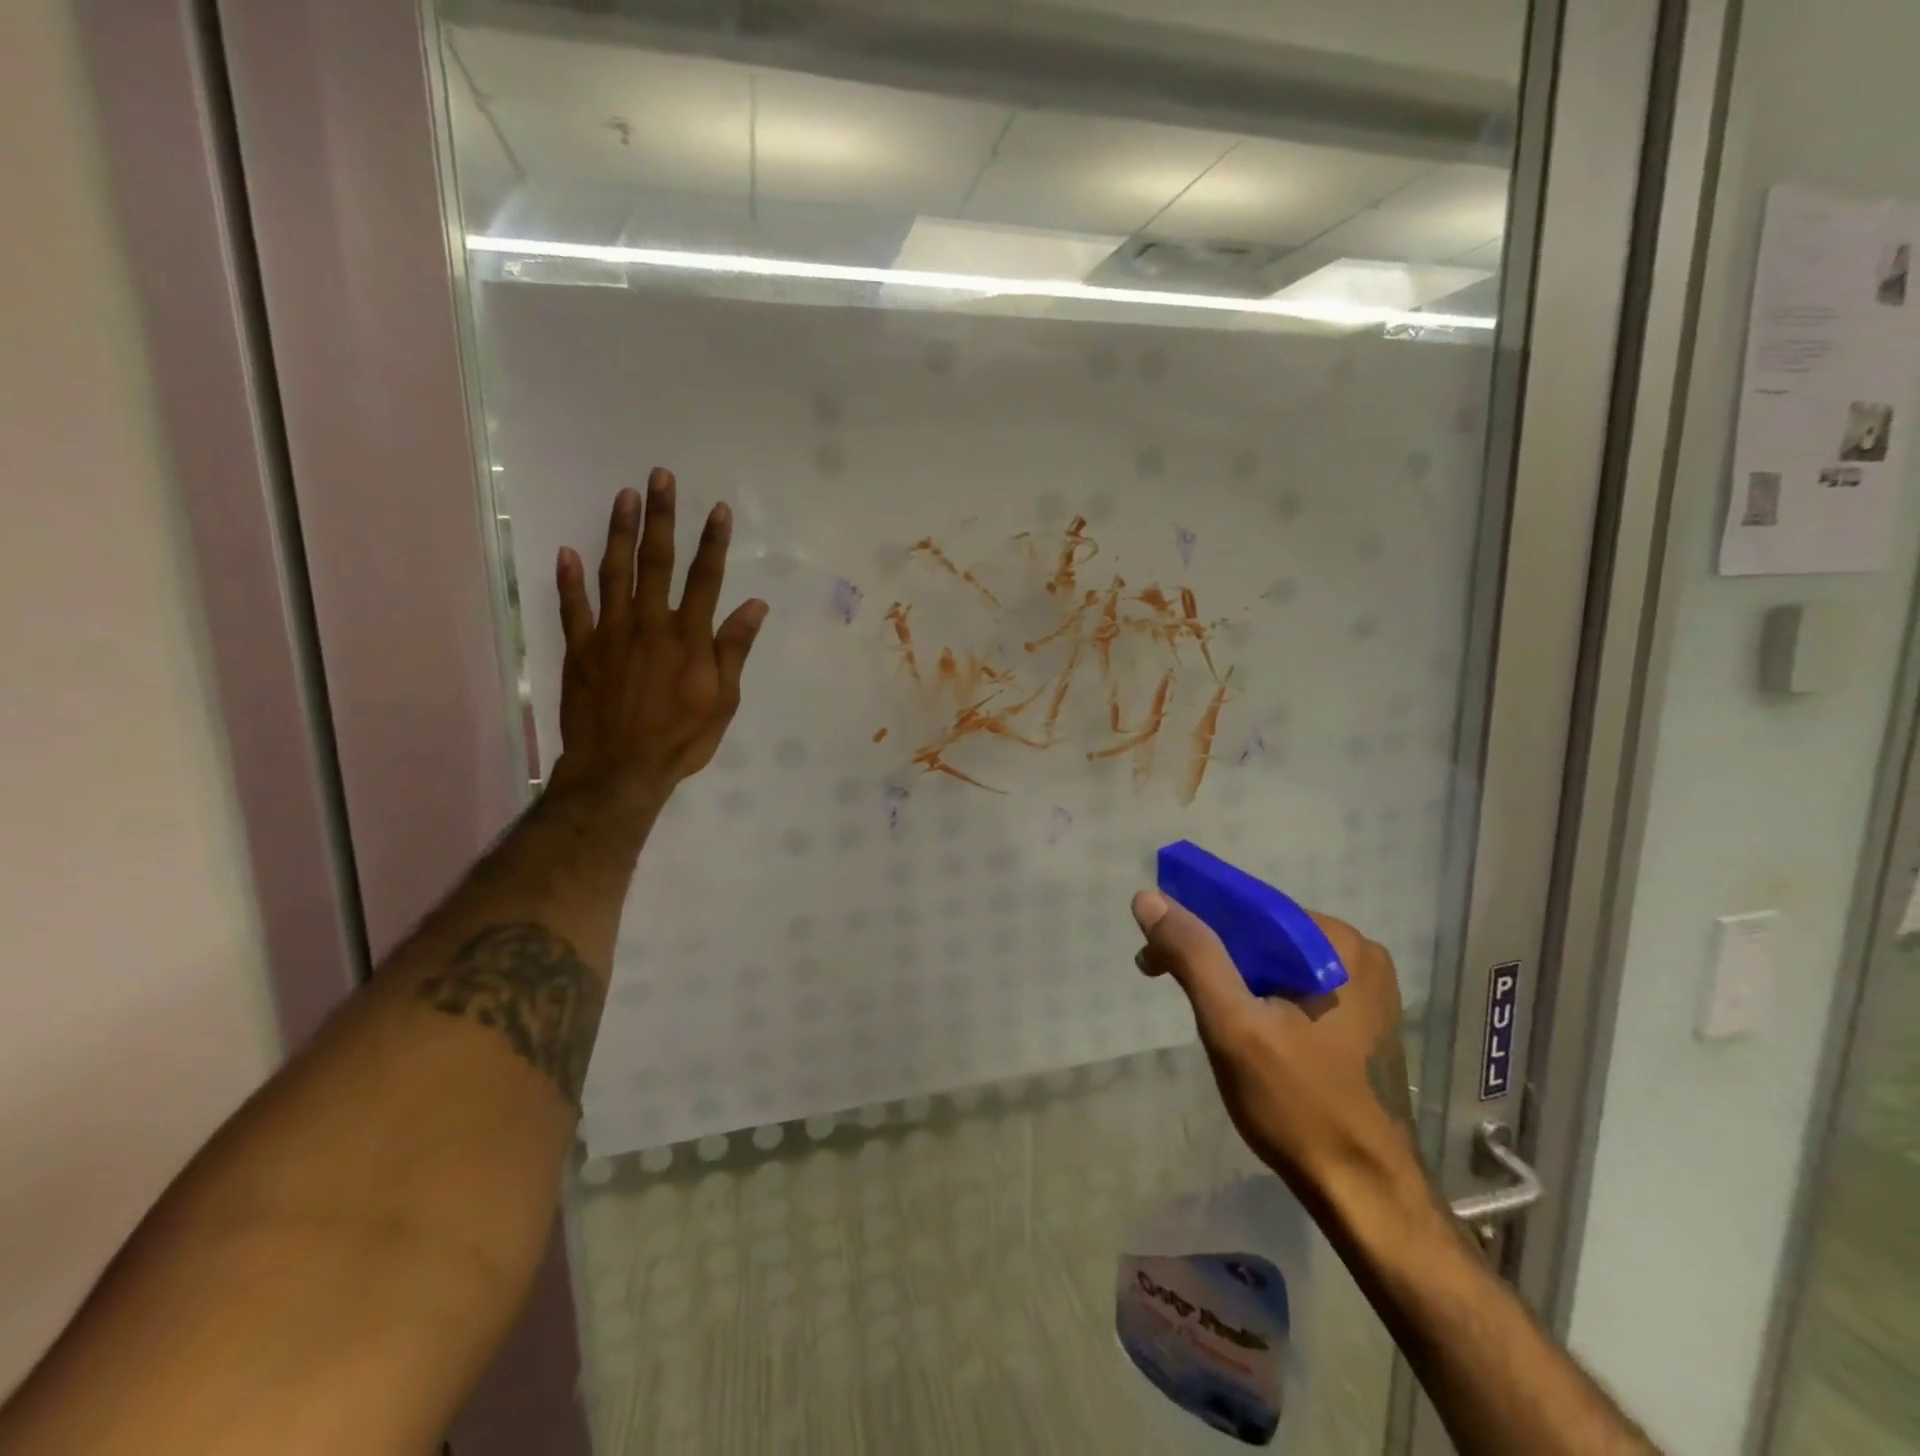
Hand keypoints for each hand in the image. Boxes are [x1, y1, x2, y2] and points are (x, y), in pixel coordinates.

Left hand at [550, 469, 767, 805]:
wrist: (621, 768)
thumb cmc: (681, 738)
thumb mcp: (723, 700)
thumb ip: (734, 649)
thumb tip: (755, 606)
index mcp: (688, 638)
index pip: (705, 579)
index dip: (713, 543)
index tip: (717, 510)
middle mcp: (649, 624)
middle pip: (656, 562)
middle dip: (661, 517)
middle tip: (660, 477)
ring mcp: (610, 634)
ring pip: (614, 573)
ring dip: (619, 532)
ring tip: (624, 496)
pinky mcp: (581, 650)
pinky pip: (573, 608)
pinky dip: (569, 579)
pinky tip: (568, 550)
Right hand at [1132, 891, 1421, 1200]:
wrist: (1366, 1197)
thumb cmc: (1298, 1105)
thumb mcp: (1233, 1025)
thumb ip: (1193, 954)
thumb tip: (1148, 897)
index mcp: (1338, 945)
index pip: (1250, 909)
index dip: (1194, 921)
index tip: (1154, 951)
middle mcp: (1359, 955)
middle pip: (1262, 935)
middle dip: (1209, 953)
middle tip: (1163, 979)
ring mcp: (1365, 990)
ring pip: (1275, 962)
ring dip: (1229, 977)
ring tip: (1198, 1011)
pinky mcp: (1361, 1021)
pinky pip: (1294, 988)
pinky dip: (1258, 997)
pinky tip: (1239, 1026)